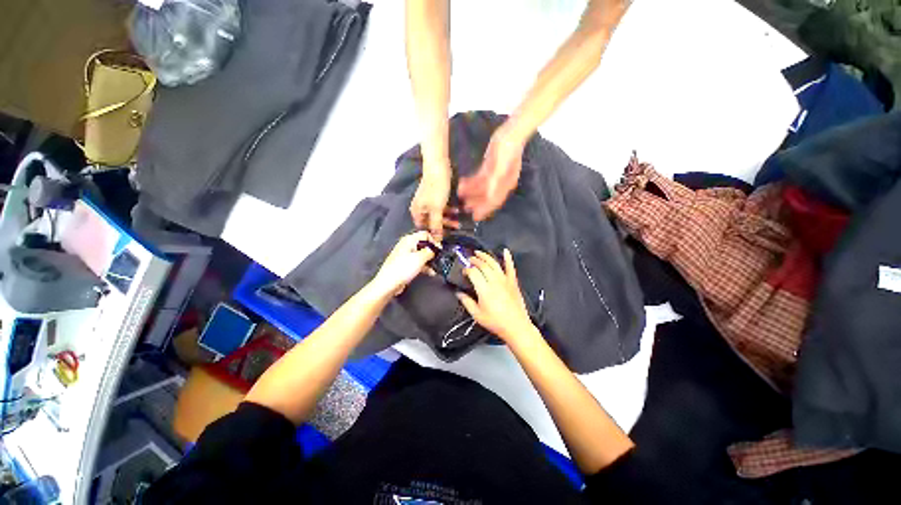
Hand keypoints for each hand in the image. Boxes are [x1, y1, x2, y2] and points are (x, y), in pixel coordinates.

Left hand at [370, 231, 438, 297]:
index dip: (434, 241)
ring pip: (421, 255)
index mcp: (409, 240)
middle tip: (439, 258)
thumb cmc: (401, 269)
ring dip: (429, 260)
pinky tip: (431, 272)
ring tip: (436, 267)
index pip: (425, 234)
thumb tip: (435, 250)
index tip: (440, 249)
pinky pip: (418, 263)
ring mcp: (405, 255)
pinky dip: (424, 266)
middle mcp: (406, 245)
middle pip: (424, 244)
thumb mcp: (420, 258)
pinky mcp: (405, 265)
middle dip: (432, 252)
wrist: (388, 284)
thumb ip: (430, 251)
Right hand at [410, 158, 459, 238]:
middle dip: (444, 226)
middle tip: (456, 228)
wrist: (439, 167)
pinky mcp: (435, 197)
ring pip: (438, 215)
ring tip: (459, 221)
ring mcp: (428, 202)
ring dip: (448, 219)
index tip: (444, 238)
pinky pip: (441, 208)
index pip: (423, 229)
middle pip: (431, 222)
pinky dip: (449, 210)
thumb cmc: (436, 189)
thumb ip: (436, 226)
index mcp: (416, 212)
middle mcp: (420, 208)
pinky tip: (457, 211)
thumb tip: (437, 241)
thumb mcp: (436, 210)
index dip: (433, 234)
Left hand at [457, 123, 525, 220]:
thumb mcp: (502, 166)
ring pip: (482, 188)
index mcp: (506, 185)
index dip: (484, 210)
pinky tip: (463, 183)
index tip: (475, 217)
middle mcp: (501, 183)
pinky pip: (479, 178)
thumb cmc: (509, 149)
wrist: (511, 132)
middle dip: (476, 203)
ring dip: (472, 193)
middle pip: (487, 197)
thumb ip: (496, 182)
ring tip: (460, 196)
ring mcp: (496, 176)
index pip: (494, 201)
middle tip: (465, 208)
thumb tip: (490, 197)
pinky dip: (472, 182)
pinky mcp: (490, 168)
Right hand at [457, 249, 532, 341]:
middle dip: (474, 260)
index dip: (466, 270)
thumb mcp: (477, 315)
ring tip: (479, 253)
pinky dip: (508, 258)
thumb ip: (467, 302)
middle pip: (483, 265)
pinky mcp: (513, 282)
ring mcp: (505, 280)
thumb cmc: (496, 322)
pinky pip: (510, 267)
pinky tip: (505, 251)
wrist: (516, 326)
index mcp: (484, 289)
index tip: (464, 272)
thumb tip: (458, 293)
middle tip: (469, 259)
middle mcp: (494, 281)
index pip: (473, 273)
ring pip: (494, 263)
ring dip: (486, 256)